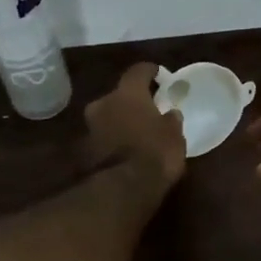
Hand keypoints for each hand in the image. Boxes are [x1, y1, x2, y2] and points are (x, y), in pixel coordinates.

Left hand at [85, 63, 185, 186]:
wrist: (122, 189)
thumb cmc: (155, 152)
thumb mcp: (175, 134)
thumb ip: (171, 119)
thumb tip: (169, 114)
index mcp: (127, 93)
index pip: (138, 71)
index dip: (150, 71)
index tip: (160, 76)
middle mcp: (104, 103)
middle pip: (120, 95)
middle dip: (132, 100)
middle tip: (149, 109)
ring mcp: (91, 127)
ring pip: (109, 116)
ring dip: (122, 120)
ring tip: (139, 131)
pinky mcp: (85, 150)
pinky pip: (105, 136)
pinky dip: (115, 139)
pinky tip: (129, 149)